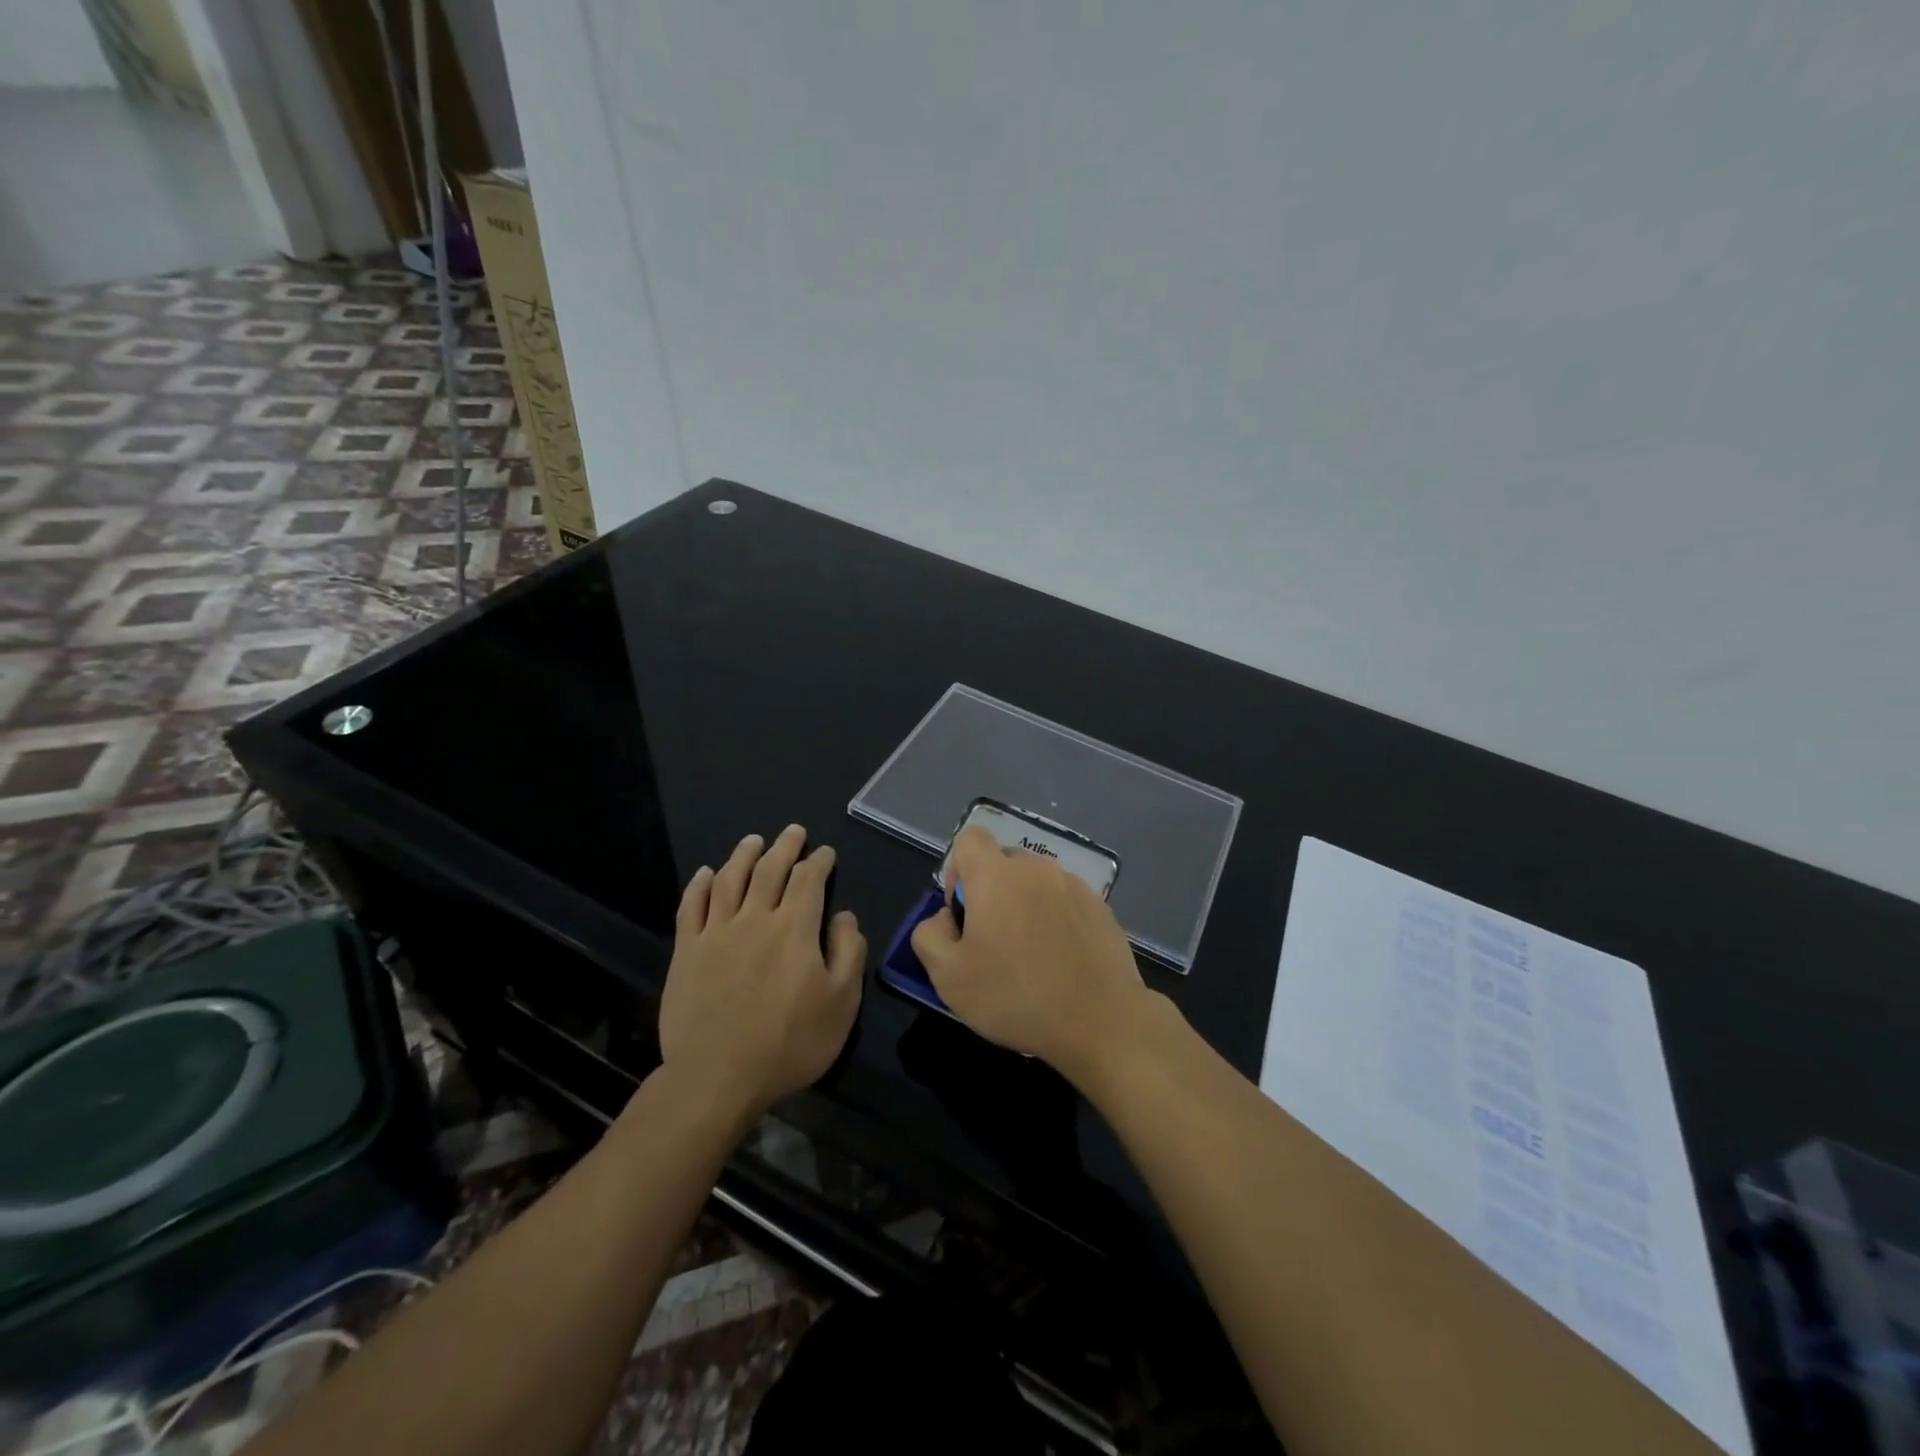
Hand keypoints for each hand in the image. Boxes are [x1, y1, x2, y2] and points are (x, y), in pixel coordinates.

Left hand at [657, 826, 864, 1121]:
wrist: (717, 1077)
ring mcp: (716, 932)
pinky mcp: (686, 951)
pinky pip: (691, 906)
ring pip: (730, 879)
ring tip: (753, 840)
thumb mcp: (841, 1003)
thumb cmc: (789, 1043)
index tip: (825, 853)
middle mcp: (755, 918)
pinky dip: (700, 884)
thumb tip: (845, 916)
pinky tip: (707, 873)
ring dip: (744, 854)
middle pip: (770, 869)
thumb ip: (848, 952)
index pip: (809, 879)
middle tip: (793, 831)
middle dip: (785, 847)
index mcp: (795, 928)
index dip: (819, 862)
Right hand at [910, 825, 1153, 1080]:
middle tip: (992, 942)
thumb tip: (945, 918)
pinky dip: (1055, 920)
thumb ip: (929, 935)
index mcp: (996, 876)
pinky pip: (1065, 901)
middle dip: (991, 892)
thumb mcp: (948, 977)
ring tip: (1030, 956)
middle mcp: (1036, 868)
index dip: (958, 869)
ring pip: (1036, 883)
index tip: (964, 911)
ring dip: (1025, 906)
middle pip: (1003, 862)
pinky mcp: (1101, 907)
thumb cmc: (1016, 997)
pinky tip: (1060, 962)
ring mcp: (1074, 885)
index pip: (970, 838)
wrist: (1101, 1021)